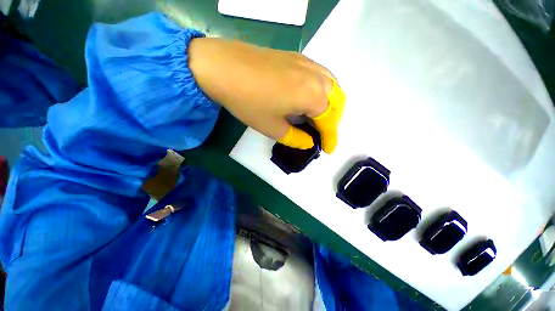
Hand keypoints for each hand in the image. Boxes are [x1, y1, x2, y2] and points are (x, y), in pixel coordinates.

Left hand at [189, 38, 344, 153]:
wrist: (224, 67)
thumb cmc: (249, 102)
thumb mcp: (273, 128)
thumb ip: (295, 138)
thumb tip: (308, 142)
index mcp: (312, 96)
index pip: (329, 121)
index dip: (330, 137)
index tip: (329, 150)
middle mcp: (316, 77)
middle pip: (337, 101)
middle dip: (333, 121)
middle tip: (323, 134)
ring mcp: (307, 63)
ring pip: (332, 86)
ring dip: (330, 105)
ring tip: (319, 118)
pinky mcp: (298, 58)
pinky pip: (320, 76)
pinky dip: (322, 91)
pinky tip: (310, 98)